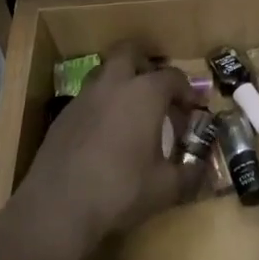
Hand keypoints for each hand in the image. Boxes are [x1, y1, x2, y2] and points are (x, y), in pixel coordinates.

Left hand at [7, 44, 203, 259]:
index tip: (192, 108)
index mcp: (144, 93)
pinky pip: (88, 98)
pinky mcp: (63, 115)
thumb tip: (200, 168)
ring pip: (105, 73)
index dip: (186, 90)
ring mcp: (84, 97)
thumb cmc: (120, 190)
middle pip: (130, 53)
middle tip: (156, 91)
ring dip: (120, 82)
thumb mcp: (165, 188)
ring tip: (130, 112)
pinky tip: (104, 135)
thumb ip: (189, 173)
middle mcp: (113, 84)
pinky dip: (101, 106)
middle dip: (145, 64)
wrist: (57, 207)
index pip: (172, 77)